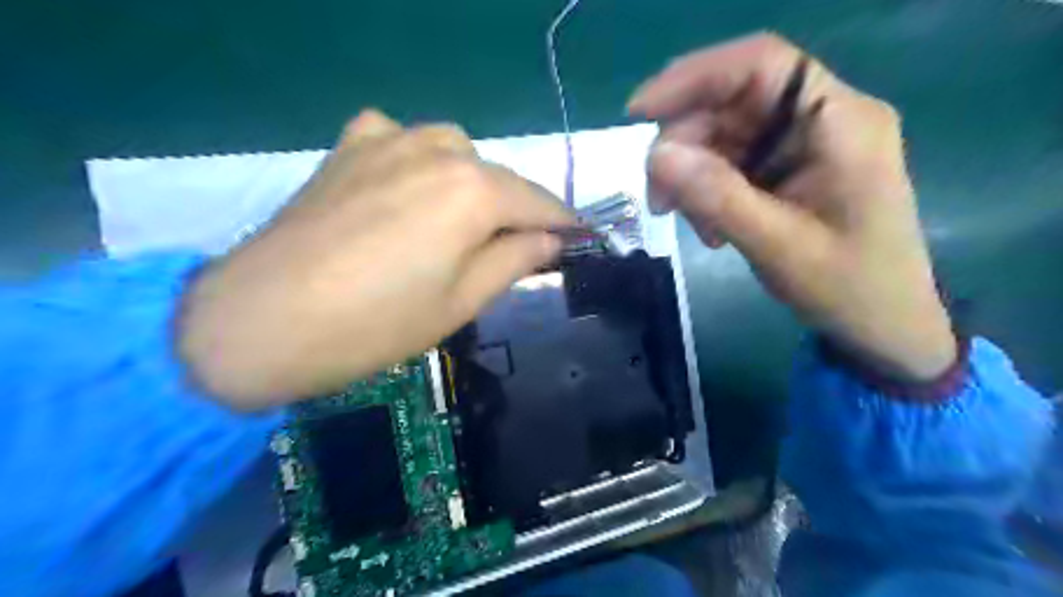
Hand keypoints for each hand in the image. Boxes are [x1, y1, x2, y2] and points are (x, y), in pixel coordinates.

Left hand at [178, 110, 572, 407]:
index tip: (582, 239)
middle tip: (517, 247)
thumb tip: (553, 240)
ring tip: (460, 222)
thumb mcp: (462, 301)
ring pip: (454, 151)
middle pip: (498, 177)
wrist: (260, 322)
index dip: (565, 223)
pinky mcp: (347, 147)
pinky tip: (407, 189)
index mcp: (473, 190)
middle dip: (516, 210)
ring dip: (471, 182)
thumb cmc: (376, 324)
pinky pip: (401, 139)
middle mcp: (437, 149)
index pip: (539, 203)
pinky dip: (418, 161)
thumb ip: (516, 260)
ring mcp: (386, 140)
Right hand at [629, 32, 955, 381]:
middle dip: (684, 143)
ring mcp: (802, 143)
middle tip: (658, 197)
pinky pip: (729, 162)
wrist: (883, 324)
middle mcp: (821, 118)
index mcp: (840, 122)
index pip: (761, 64)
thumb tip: (656, 156)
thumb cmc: (848, 287)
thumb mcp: (779, 246)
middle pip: (733, 101)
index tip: (640, 112)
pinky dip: (706, 190)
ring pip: (723, 134)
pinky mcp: (786, 167)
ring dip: (691, 173)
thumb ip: (718, 197)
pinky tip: (709, 228)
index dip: (694, 77)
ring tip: (684, 220)